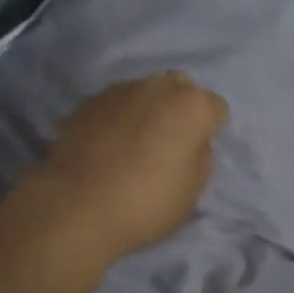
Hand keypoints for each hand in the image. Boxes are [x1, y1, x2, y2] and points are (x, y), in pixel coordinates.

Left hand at [24, 72, 228, 261]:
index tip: (201, 149)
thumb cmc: (147, 202)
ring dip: (147, 109)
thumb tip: (191, 142)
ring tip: (135, 141)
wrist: (77, 206)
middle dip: (180, 107)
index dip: (212, 128)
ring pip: (144, 92)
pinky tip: (108, 144)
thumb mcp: (193, 189)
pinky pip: (114, 105)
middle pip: (180, 88)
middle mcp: (158, 87)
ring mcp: (119, 90)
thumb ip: (200, 155)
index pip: (216, 107)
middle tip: (171, 140)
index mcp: (192, 105)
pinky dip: (118, 118)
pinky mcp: (87, 102)